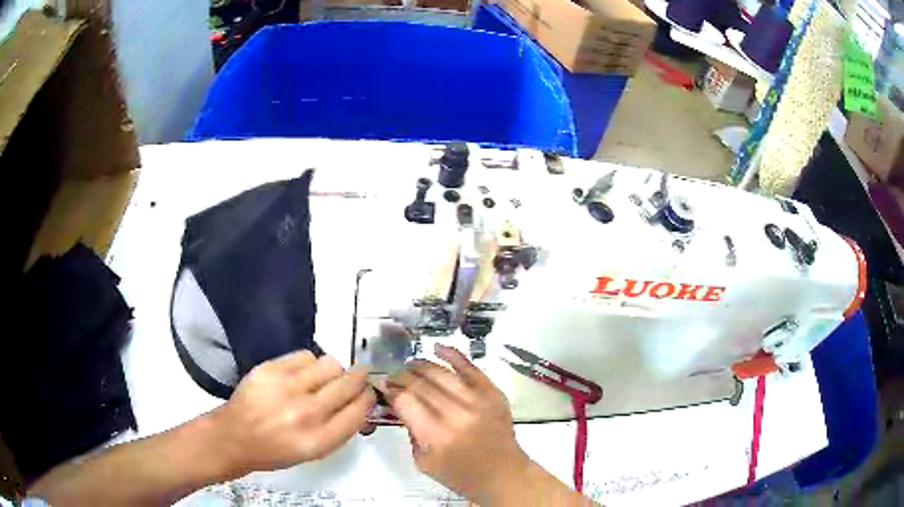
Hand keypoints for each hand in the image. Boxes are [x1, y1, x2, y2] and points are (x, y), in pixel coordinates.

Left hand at [213, 351, 375, 475]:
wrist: (234, 437)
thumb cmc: (275, 451)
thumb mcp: (314, 453)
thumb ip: (339, 429)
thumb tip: (360, 402)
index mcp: (320, 440)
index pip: (359, 410)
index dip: (368, 397)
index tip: (368, 392)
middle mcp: (307, 414)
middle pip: (349, 383)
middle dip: (358, 378)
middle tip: (356, 376)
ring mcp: (287, 388)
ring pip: (331, 363)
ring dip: (333, 371)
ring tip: (322, 378)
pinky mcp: (270, 369)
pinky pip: (306, 355)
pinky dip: (309, 363)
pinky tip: (301, 373)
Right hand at [383, 344, 531, 503]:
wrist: (503, 475)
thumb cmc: (461, 475)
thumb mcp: (423, 462)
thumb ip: (411, 431)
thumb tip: (401, 403)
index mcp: (437, 436)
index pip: (406, 401)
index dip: (391, 390)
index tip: (383, 387)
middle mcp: (458, 414)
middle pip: (421, 384)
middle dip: (401, 377)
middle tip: (393, 378)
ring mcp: (479, 401)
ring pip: (442, 373)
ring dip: (421, 366)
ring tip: (410, 367)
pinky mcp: (493, 393)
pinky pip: (471, 368)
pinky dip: (453, 355)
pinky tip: (437, 348)